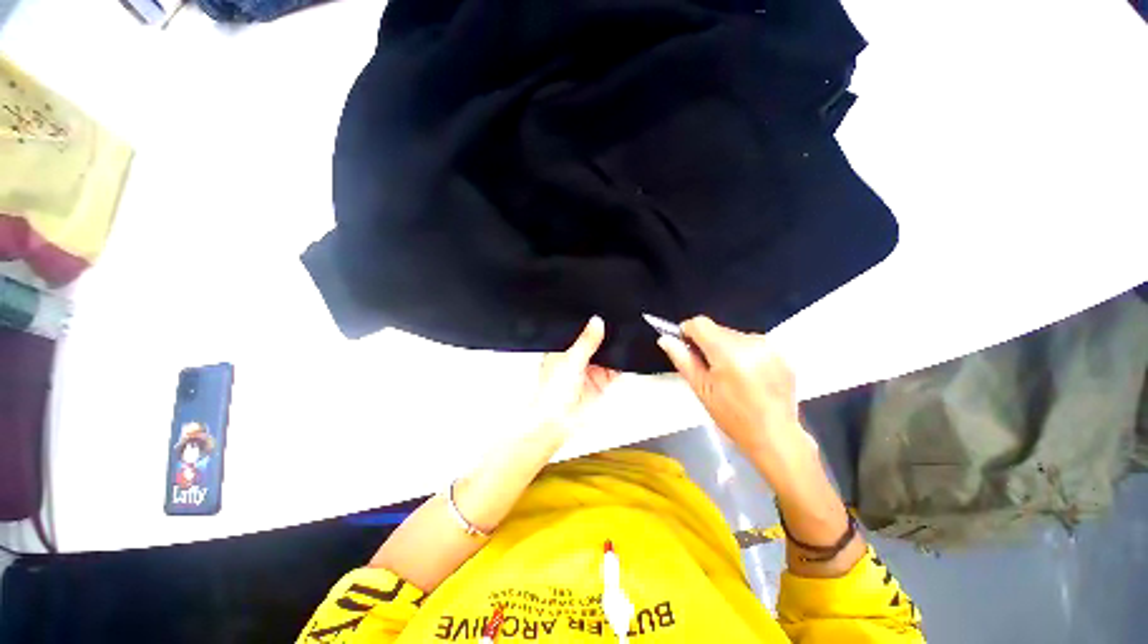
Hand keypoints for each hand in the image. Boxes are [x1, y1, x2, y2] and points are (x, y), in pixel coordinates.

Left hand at [533, 316, 618, 435]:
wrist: (557, 422)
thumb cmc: (551, 394)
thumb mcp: (570, 360)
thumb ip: (586, 341)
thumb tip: (596, 322)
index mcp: (564, 350)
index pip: (580, 332)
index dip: (590, 325)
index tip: (602, 315)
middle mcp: (577, 359)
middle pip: (596, 343)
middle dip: (606, 337)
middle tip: (616, 325)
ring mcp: (590, 371)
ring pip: (607, 356)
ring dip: (615, 350)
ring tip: (622, 339)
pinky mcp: (601, 383)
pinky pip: (615, 370)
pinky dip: (621, 365)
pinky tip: (625, 357)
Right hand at [656, 316, 805, 456]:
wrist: (775, 436)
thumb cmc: (733, 416)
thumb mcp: (701, 389)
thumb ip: (682, 360)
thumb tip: (665, 339)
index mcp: (728, 352)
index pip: (700, 324)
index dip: (688, 332)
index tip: (687, 348)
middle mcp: (750, 342)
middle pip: (717, 330)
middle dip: (708, 344)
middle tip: (710, 371)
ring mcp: (769, 346)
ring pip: (734, 336)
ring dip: (726, 349)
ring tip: (731, 376)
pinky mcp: (781, 353)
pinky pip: (752, 344)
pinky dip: (744, 354)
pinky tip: (748, 377)